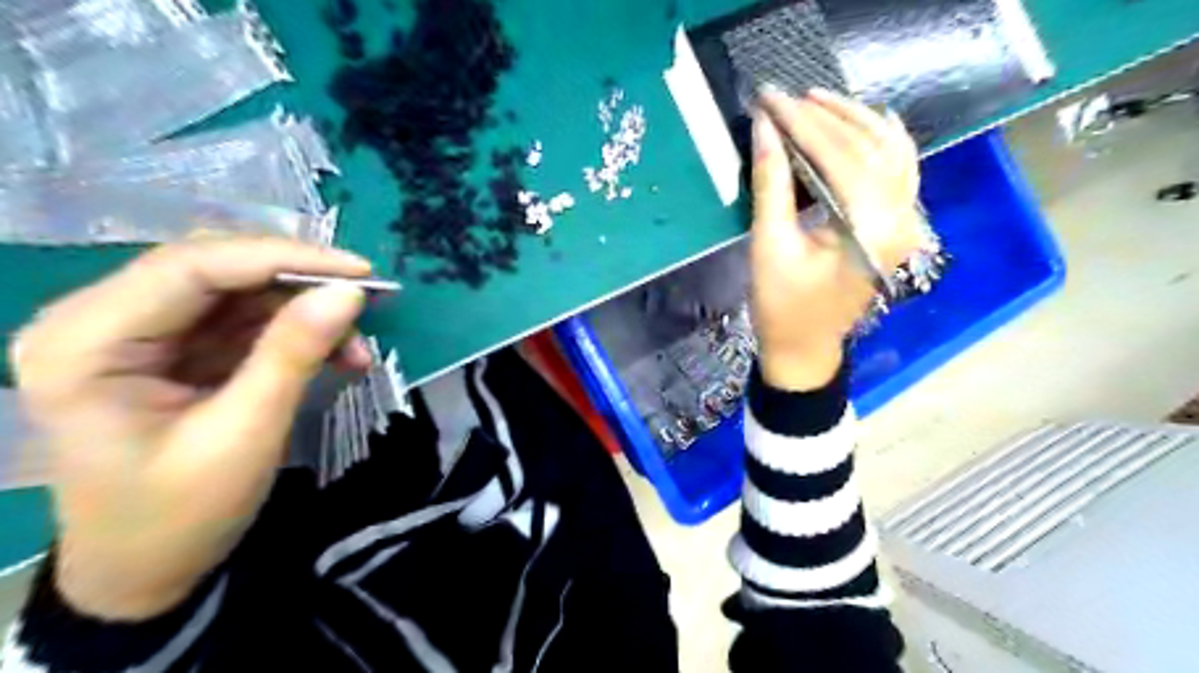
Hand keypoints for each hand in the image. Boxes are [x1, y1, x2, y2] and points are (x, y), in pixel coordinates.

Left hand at [10, 237, 371, 620]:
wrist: (145, 571)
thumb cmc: (181, 515)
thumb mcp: (246, 433)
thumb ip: (294, 354)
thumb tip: (350, 293)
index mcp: (86, 342)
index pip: (193, 267)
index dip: (284, 259)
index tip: (360, 272)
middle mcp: (100, 320)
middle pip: (215, 269)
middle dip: (299, 283)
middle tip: (366, 302)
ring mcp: (138, 332)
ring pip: (239, 291)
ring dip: (305, 312)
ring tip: (355, 347)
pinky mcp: (173, 348)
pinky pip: (244, 319)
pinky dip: (296, 332)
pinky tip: (335, 355)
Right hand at [748, 86, 925, 391]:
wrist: (806, 348)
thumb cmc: (781, 306)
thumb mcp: (769, 245)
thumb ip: (771, 184)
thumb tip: (766, 128)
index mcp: (867, 228)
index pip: (839, 155)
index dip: (802, 123)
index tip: (770, 99)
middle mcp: (899, 218)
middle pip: (868, 147)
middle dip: (825, 117)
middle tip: (786, 96)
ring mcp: (904, 222)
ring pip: (891, 152)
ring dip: (855, 121)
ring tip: (817, 102)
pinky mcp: (897, 226)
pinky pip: (900, 170)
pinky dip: (883, 141)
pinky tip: (866, 122)